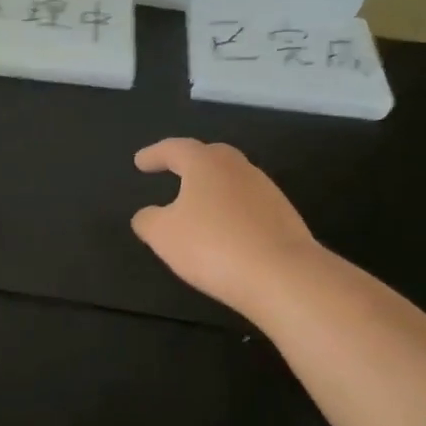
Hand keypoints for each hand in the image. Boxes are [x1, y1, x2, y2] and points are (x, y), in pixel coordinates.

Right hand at [131, 139, 319, 317]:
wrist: (283, 276)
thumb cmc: (212, 245)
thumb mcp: (163, 235)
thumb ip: (148, 220)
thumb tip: (147, 215)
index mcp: (206, 164)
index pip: (176, 149)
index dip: (155, 154)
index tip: (140, 162)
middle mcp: (239, 169)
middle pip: (211, 156)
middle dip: (190, 162)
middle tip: (174, 170)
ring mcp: (267, 191)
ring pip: (233, 181)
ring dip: (213, 188)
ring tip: (198, 206)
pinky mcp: (285, 217)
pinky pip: (249, 206)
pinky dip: (232, 211)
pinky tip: (225, 231)